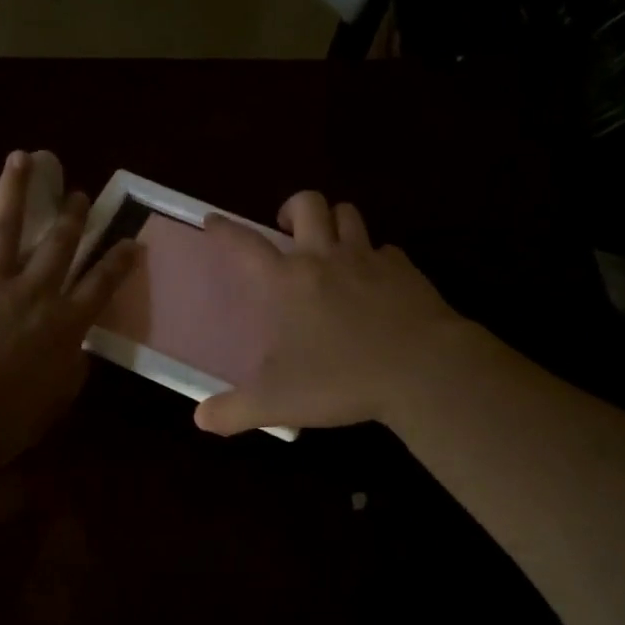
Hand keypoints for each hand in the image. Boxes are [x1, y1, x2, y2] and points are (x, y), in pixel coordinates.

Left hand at [0, 150, 135, 471]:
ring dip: (16, 190)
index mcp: (63, 327)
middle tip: (80, 193)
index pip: (100, 285)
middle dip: (73, 216)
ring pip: (6, 227)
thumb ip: (70, 371)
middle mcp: (32, 294)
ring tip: (22, 159)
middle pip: (59, 245)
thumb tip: (78, 349)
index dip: (118, 260)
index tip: (131, 239)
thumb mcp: (51, 405)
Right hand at [193, 191, 467, 436]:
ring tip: (330, 245)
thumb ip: (234, 410)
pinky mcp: (405, 270)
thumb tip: (201, 419)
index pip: (245, 244)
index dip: (224, 229)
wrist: (422, 370)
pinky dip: (375, 257)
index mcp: (287, 282)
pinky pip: (386, 249)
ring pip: (348, 214)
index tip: (213, 220)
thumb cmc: (341, 379)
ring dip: (334, 222)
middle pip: (308, 204)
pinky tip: (376, 281)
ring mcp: (368, 259)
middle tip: (288, 229)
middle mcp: (324, 258)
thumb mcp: (277, 403)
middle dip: (293, 207)